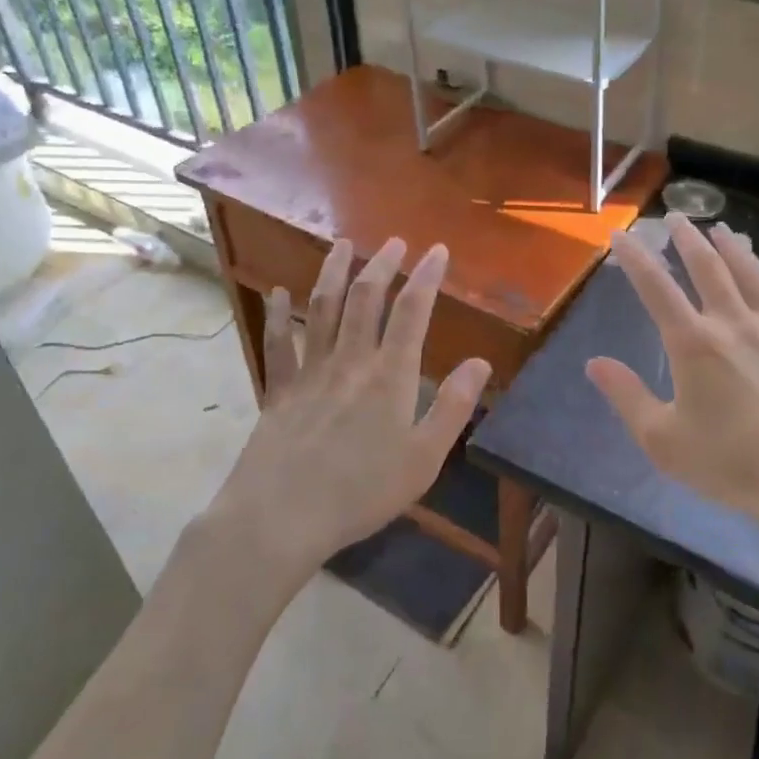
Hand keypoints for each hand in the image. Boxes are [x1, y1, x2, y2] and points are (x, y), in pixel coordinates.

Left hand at [211, 237, 489, 573]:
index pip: (413, 313)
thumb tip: (481, 362)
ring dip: (334, 272)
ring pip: (322, 309)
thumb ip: (453, 407)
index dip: (426, 277)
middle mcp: (350, 361)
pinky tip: (278, 293)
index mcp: (390, 376)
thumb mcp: (424, 458)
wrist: (282, 517)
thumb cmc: (362, 492)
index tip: (437, 250)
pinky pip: (278, 344)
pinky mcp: (279, 390)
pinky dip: (278, 315)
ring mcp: (310, 372)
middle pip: (366, 299)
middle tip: (394, 241)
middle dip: (383, 265)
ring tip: (342, 245)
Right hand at [587, 214, 758, 530]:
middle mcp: (733, 324)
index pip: (656, 288)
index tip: (621, 234)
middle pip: (708, 269)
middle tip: (677, 217)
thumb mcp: (662, 440)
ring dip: (736, 250)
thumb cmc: (730, 464)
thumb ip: (627, 396)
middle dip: (688, 240)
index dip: (635, 258)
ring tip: (723, 230)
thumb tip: (594, 362)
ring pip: (753, 277)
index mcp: (693, 343)